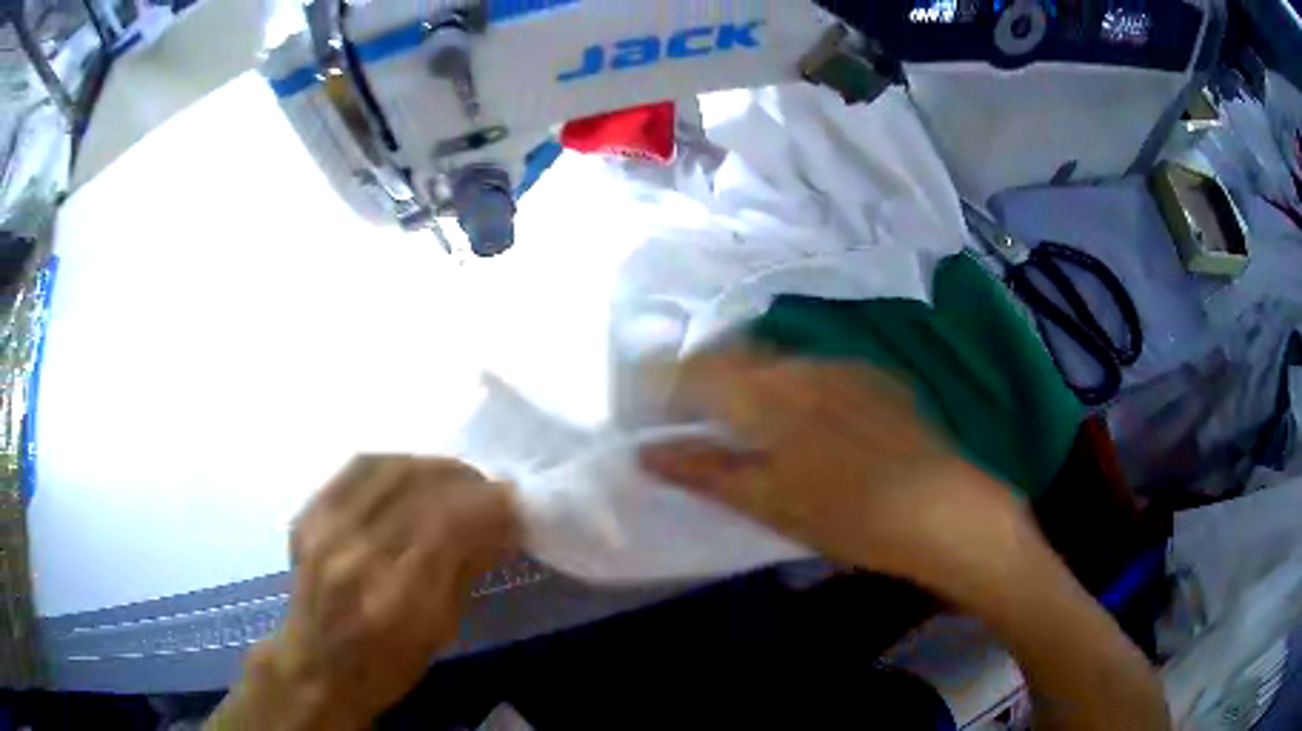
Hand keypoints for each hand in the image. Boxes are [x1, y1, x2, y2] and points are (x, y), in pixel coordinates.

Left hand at [216, 457, 519, 730]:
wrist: (315, 664)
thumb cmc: (386, 665)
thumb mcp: (439, 631)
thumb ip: (467, 570)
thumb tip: (501, 526)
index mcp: (394, 597)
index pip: (449, 524)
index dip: (489, 506)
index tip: (516, 507)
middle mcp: (354, 552)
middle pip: (418, 486)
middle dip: (466, 481)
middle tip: (490, 492)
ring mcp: (324, 528)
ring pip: (388, 468)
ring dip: (432, 467)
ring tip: (455, 480)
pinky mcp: (308, 514)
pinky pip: (357, 468)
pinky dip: (394, 465)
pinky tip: (410, 476)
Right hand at [640, 352, 1033, 596]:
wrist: (942, 508)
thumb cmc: (848, 516)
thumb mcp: (769, 503)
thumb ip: (705, 470)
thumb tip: (646, 452)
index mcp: (769, 393)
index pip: (698, 369)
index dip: (665, 380)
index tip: (648, 401)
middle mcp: (803, 364)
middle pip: (737, 356)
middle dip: (707, 377)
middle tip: (693, 414)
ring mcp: (844, 367)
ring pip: (778, 362)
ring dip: (752, 381)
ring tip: (748, 419)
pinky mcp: (875, 378)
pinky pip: (817, 371)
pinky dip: (794, 387)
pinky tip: (809, 423)